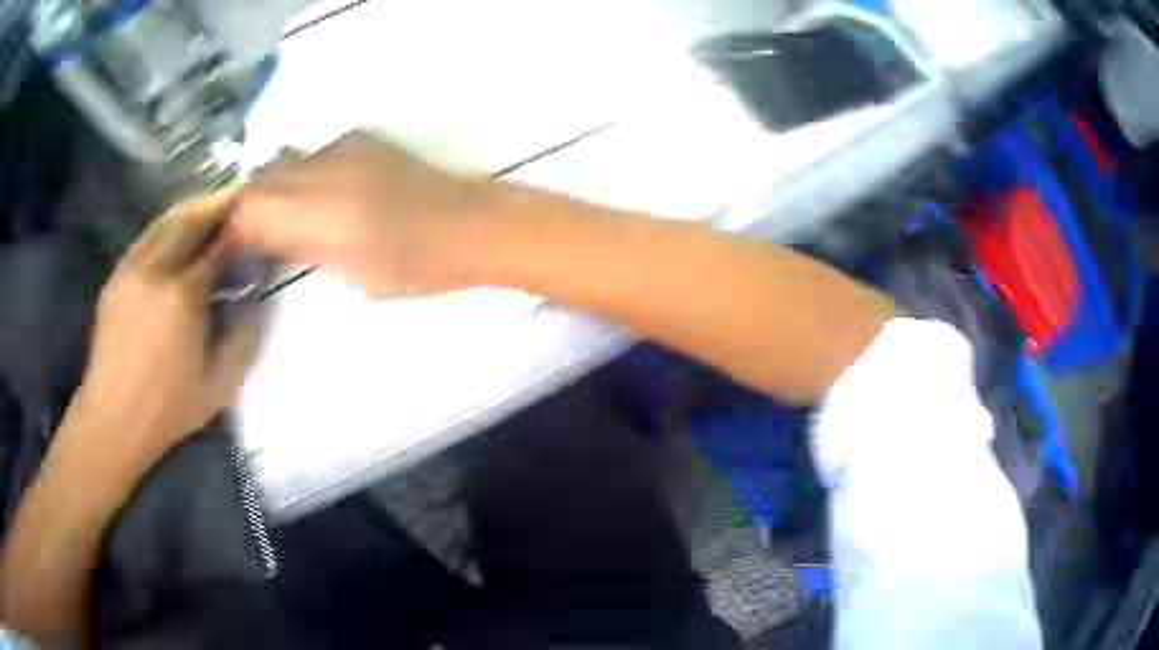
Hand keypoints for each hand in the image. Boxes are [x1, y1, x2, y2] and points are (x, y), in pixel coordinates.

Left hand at [70, 189, 258, 465]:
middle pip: (190, 218)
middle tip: (239, 199)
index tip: (257, 222)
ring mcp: (131, 269)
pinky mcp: (117, 276)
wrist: (114, 419)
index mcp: (182, 296)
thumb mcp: (220, 385)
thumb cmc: (169, 409)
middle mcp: (154, 270)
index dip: (240, 229)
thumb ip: (244, 334)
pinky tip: (178, 236)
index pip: (218, 244)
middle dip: (217, 204)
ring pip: (166, 221)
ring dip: (193, 210)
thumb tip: (252, 290)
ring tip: (212, 210)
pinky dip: (168, 227)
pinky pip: (147, 237)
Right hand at [232, 130, 490, 297]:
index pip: (248, 208)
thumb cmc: (416, 266)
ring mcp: (344, 147)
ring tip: (284, 218)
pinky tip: (320, 197)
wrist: (472, 223)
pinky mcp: (363, 138)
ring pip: (284, 161)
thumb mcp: (351, 275)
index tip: (231, 249)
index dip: (232, 228)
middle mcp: (322, 168)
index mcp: (318, 211)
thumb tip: (269, 239)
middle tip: (253, 236)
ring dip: (274, 188)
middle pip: (259, 178)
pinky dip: (302, 175)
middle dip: (247, 206)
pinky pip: (313, 154)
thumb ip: (302, 249)